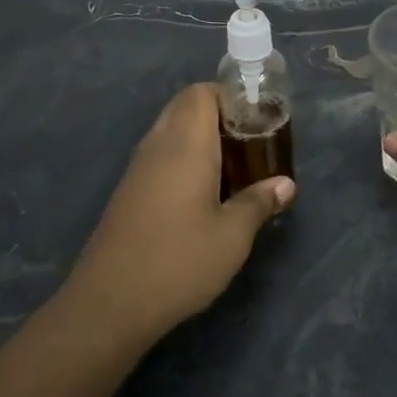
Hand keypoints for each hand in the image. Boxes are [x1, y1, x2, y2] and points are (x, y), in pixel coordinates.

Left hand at [64, 83, 293, 341]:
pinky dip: (183, 159)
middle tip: (249, 144)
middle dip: (218, 115)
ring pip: (170, 131)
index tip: (257, 121)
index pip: (201, 93)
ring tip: (233, 168)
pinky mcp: (128, 192)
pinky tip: (203, 194)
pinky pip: (159, 156)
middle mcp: (158, 146)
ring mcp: (137, 169)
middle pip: (185, 107)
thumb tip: (286, 184)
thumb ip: (259, 203)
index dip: (230, 98)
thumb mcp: (232, 236)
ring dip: (200, 138)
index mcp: (185, 144)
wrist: (110, 303)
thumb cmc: (178, 261)